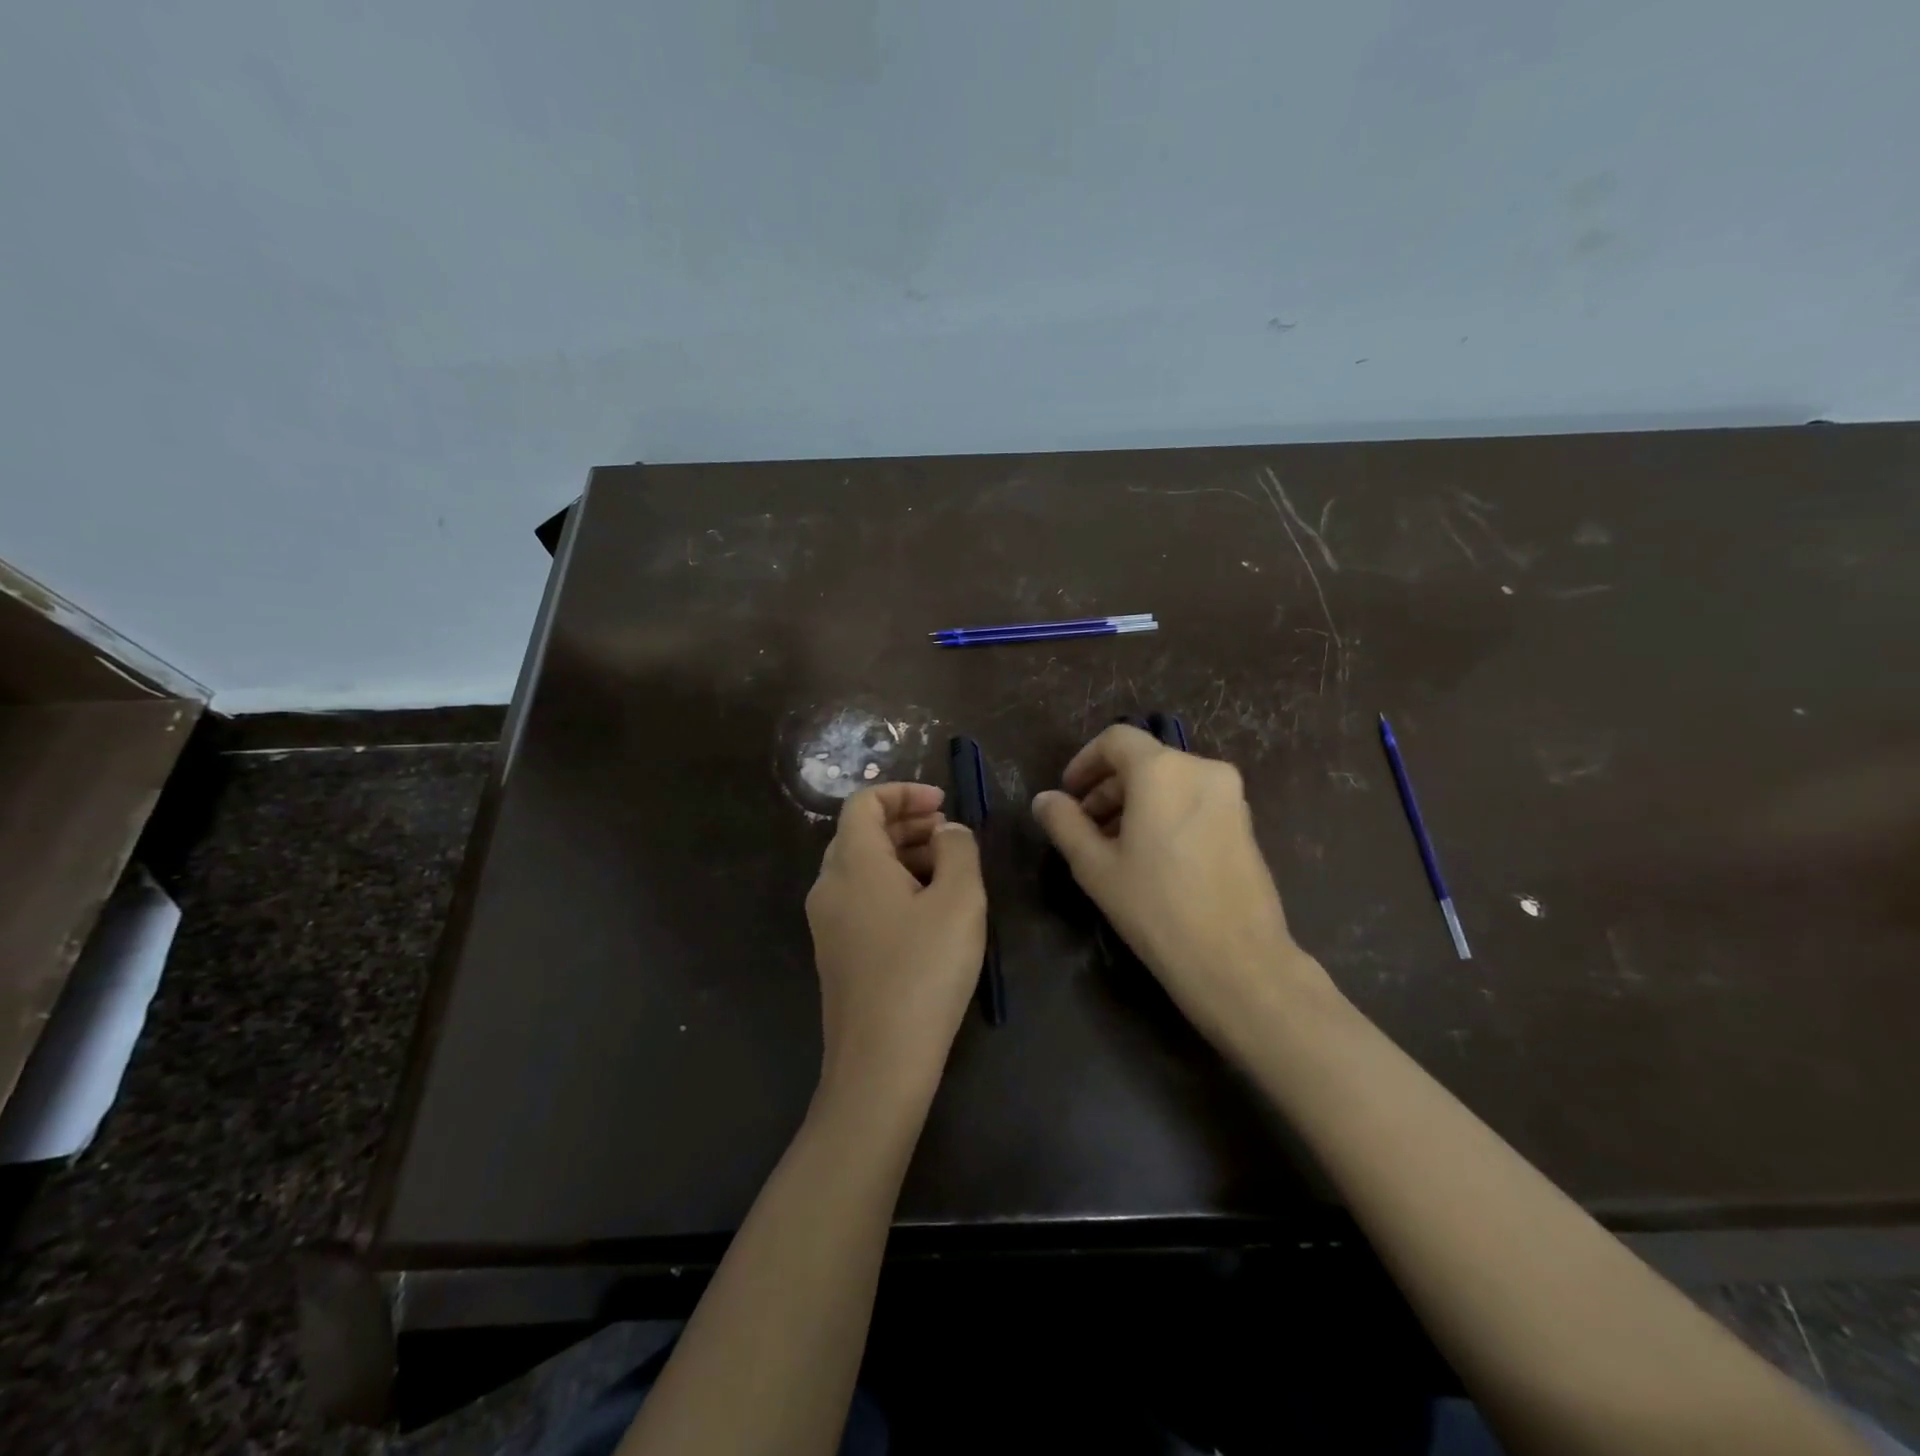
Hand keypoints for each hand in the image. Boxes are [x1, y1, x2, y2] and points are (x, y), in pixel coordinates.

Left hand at [806, 783, 987, 1105]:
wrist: (880, 1062)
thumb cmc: (924, 971)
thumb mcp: (960, 900)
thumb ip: (958, 849)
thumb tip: (946, 832)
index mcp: (852, 862)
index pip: (864, 802)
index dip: (903, 793)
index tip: (942, 804)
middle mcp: (829, 885)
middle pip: (861, 833)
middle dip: (907, 823)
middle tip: (950, 833)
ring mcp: (827, 922)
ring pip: (862, 867)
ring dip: (902, 855)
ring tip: (948, 871)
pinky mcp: (835, 952)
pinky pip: (860, 898)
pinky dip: (892, 886)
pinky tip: (928, 911)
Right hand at [1032, 726, 1334, 1039]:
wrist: (1237, 960)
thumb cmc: (1156, 908)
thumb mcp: (1095, 867)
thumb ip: (1065, 824)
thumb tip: (1044, 800)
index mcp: (1162, 770)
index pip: (1116, 740)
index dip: (1085, 762)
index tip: (1068, 795)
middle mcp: (1202, 769)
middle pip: (1144, 760)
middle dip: (1108, 787)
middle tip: (1084, 827)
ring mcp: (1230, 795)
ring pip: (1170, 781)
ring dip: (1136, 802)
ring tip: (1114, 846)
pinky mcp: (1245, 822)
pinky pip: (1194, 800)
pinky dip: (1166, 812)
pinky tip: (1152, 856)